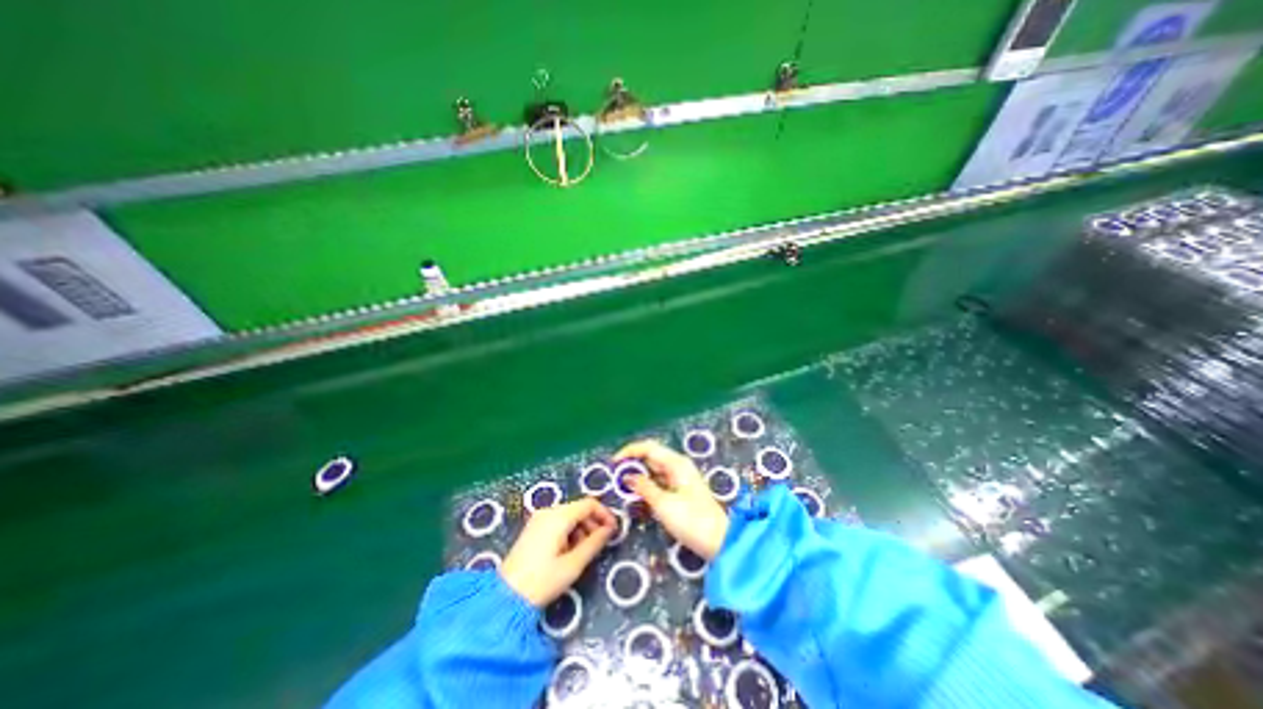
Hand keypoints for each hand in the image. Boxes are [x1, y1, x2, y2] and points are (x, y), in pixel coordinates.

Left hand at [497, 495, 617, 605]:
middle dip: (593, 523)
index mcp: (559, 516)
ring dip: (581, 529)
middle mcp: (548, 511)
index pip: (589, 504)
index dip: (604, 514)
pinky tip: (569, 551)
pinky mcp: (533, 528)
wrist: (505, 598)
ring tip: (584, 552)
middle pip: (578, 508)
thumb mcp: (573, 565)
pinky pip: (558, 522)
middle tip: (600, 544)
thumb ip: (594, 543)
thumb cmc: (542, 581)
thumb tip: (609, 529)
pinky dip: (569, 532)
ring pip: (569, 515)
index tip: (613, 531)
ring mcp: (539, 519)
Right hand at [615, 437, 730, 559]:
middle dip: (632, 462)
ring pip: (654, 469)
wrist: (720, 541)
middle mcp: (678, 466)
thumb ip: (644, 487)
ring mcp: (680, 478)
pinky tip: (637, 494)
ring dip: (638, 474)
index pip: (648, 447)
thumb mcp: (663, 505)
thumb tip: (627, 476)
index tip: (613, 464)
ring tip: (621, 485)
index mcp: (676, 463)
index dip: (629, 452)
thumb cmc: (692, 521)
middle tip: (614, 475)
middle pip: (651, 456)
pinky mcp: (681, 490)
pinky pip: (659, 481)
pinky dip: (647, 484)